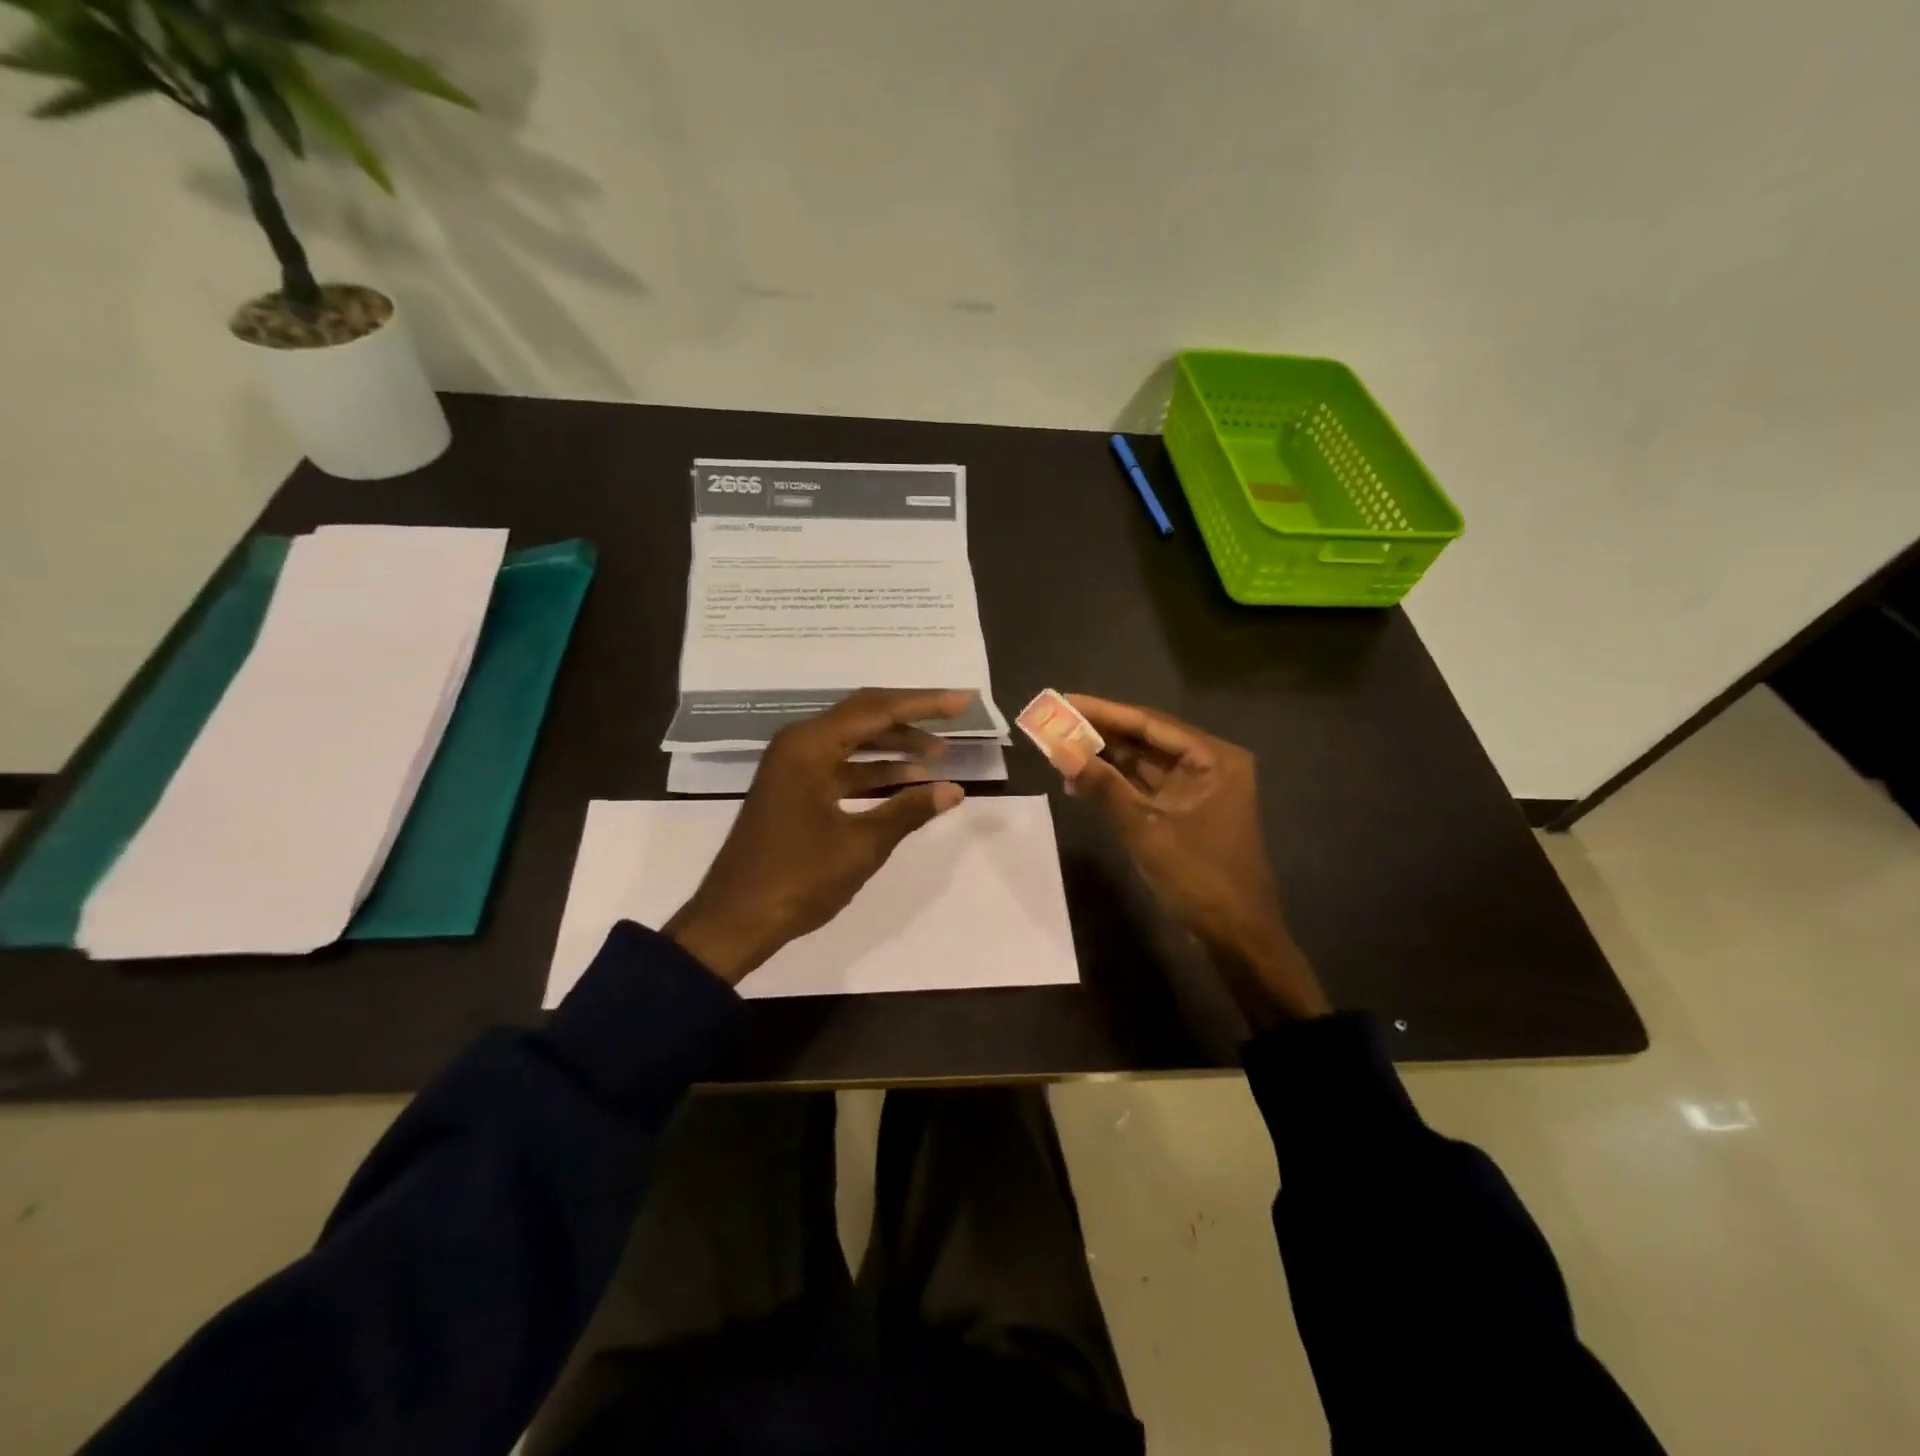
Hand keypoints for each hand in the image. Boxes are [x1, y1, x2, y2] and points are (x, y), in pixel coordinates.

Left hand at [664, 688, 971, 984]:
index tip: (963, 701)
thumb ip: (909, 811)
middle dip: (911, 719)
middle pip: (864, 716)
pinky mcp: (794, 790)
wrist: (735, 920)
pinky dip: (873, 772)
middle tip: (954, 717)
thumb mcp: (861, 845)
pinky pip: (841, 767)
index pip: (877, 710)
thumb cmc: (798, 878)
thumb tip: (954, 790)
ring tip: (938, 754)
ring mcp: (793, 768)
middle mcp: (798, 745)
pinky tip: (906, 782)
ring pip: (853, 742)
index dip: (924, 704)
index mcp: (809, 746)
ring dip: (894, 747)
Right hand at [1063, 695, 1330, 1022]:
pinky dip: (1115, 785)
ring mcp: (1197, 789)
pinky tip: (1081, 782)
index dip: (1102, 712)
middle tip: (1053, 723)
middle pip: (1145, 740)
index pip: (1149, 723)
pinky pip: (1145, 788)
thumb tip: (1059, 749)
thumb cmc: (1199, 878)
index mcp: (1212, 758)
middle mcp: (1208, 764)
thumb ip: (1102, 786)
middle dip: (1099, 735)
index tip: (1062, 701)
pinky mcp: (1185, 812)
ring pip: (1142, 764)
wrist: (1236, 937)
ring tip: (1058, 751)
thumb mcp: (1145, 829)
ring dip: (1103, 760)